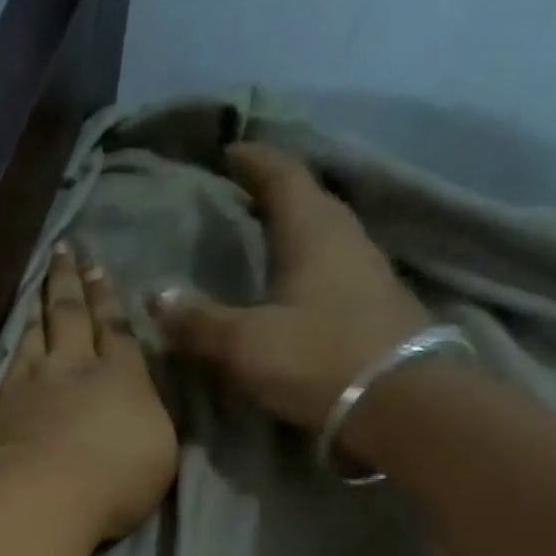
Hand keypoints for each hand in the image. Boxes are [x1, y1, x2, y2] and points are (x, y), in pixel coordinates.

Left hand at [0, 244, 177, 542]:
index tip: (101, 269)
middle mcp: (77, 368)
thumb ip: (151, 422)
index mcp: (124, 378)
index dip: (110, 300)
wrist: (44, 495)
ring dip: (41, 302)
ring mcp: (33, 383)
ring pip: (38, 330)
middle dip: (73, 281)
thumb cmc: (115, 482)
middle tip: (68, 250)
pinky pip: (11, 359)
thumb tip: (144, 408)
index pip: (118, 330)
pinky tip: (16, 333)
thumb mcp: (160, 455)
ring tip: (42, 279)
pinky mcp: (0, 405)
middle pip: (74, 315)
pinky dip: (16, 339)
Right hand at [150, 143, 431, 431]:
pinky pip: (336, 270)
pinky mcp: (378, 307)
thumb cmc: (317, 358)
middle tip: (243, 199)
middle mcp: (346, 239)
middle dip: (275, 194)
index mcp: (312, 230)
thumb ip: (199, 322)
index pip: (282, 175)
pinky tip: (296, 288)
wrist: (398, 403)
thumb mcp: (245, 344)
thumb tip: (156, 296)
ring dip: (296, 232)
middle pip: (309, 201)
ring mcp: (369, 272)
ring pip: (326, 236)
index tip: (230, 152)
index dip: (254, 161)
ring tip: (266, 242)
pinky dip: (310, 268)